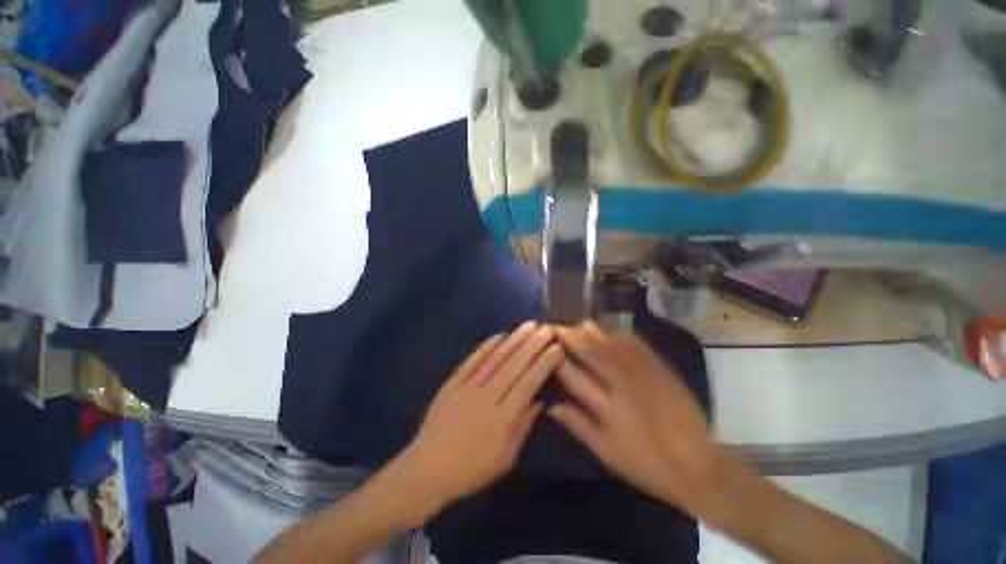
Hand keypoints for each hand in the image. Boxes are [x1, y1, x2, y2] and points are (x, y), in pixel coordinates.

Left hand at [387, 322, 562, 523]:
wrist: (427, 469)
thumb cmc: (472, 470)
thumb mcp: (505, 459)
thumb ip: (523, 426)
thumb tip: (540, 401)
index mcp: (503, 417)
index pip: (529, 382)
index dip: (544, 363)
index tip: (557, 348)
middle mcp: (487, 395)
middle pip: (514, 365)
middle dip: (533, 345)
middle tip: (547, 329)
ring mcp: (468, 386)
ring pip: (496, 358)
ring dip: (514, 340)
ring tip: (529, 326)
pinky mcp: (453, 382)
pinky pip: (473, 360)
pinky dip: (486, 346)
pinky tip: (499, 335)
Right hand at [549, 323, 720, 515]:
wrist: (697, 467)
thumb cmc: (646, 464)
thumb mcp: (606, 452)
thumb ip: (577, 425)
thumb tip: (550, 405)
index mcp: (606, 407)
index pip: (572, 375)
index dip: (556, 357)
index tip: (545, 344)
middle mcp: (622, 385)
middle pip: (590, 353)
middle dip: (570, 337)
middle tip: (556, 325)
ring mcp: (644, 374)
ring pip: (611, 344)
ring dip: (593, 332)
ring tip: (579, 322)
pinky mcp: (661, 370)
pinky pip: (638, 346)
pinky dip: (622, 335)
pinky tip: (612, 330)